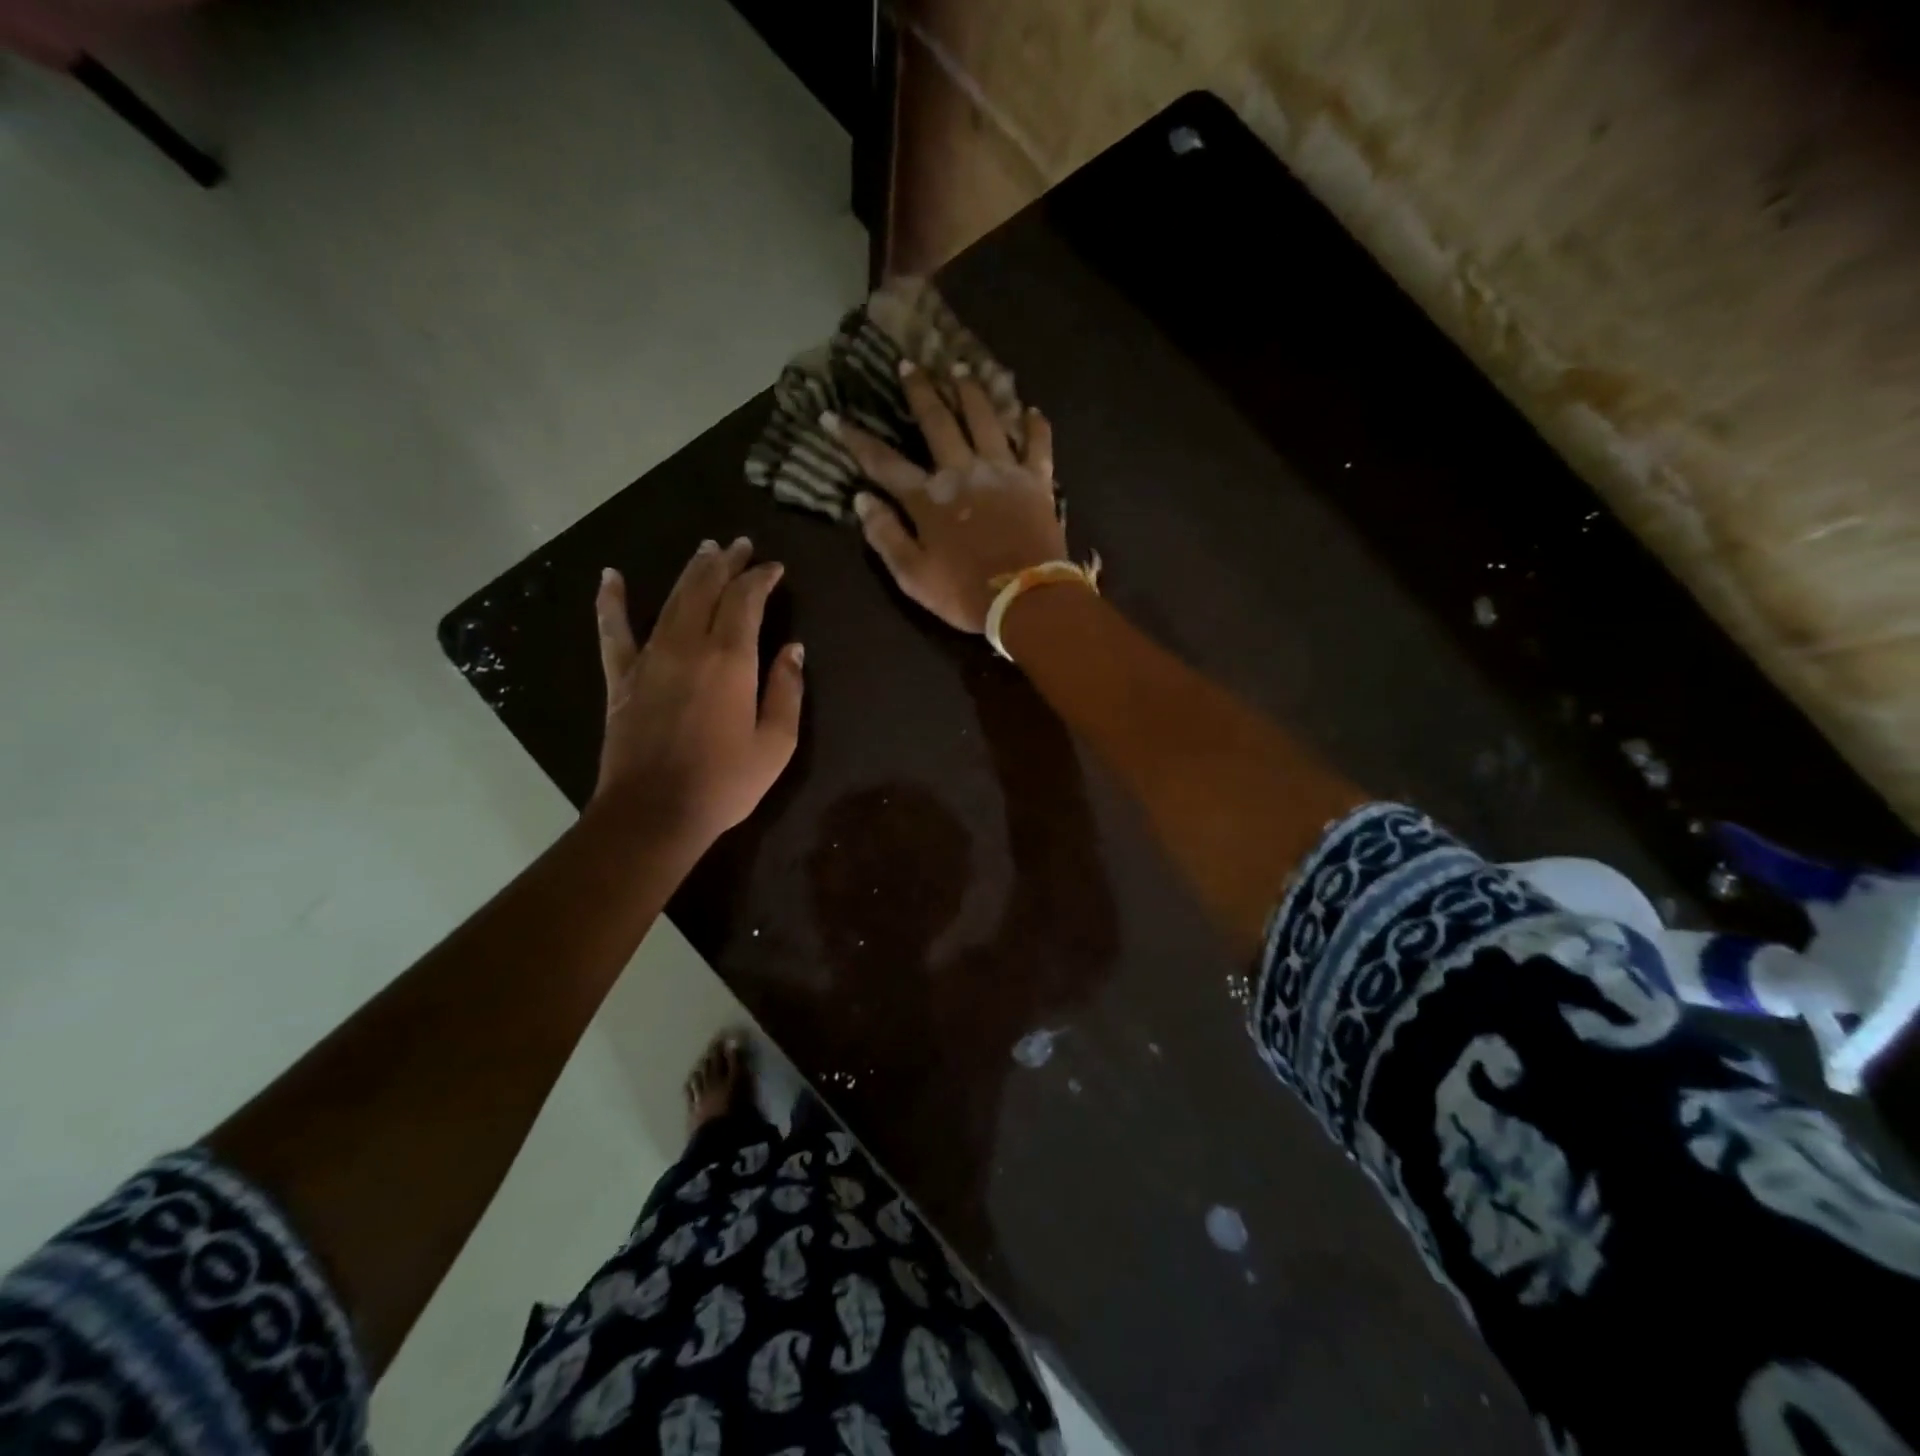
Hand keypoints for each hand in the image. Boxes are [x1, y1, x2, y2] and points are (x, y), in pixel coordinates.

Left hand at [593, 539, 803, 845]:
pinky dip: (611, 601)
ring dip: (690, 571)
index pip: (746, 600)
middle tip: (740, 545)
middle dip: (726, 563)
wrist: (655, 812)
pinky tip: (611, 577)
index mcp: (730, 659)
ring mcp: (650, 658)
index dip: (761, 578)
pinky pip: (613, 631)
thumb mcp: (776, 743)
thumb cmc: (725, 782)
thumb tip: (794, 649)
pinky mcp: (622, 678)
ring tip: (705, 550)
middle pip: (706, 589)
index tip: (774, 568)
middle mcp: (689, 646)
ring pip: (671, 599)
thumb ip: (787, 690)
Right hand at [826, 363, 1067, 633]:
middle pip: (937, 422)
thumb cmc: (965, 594)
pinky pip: (1037, 444)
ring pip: (985, 418)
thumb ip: (886, 536)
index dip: (854, 438)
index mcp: (928, 499)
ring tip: (961, 367)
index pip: (883, 462)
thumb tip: (862, 500)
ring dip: (971, 390)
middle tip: (908, 364)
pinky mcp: (1037, 481)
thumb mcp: (913, 576)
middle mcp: (963, 472)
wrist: (1027, 601)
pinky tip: (1030, 410)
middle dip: (919, 391)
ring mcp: (1003, 471)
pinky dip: (1035, 426)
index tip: (831, 415)